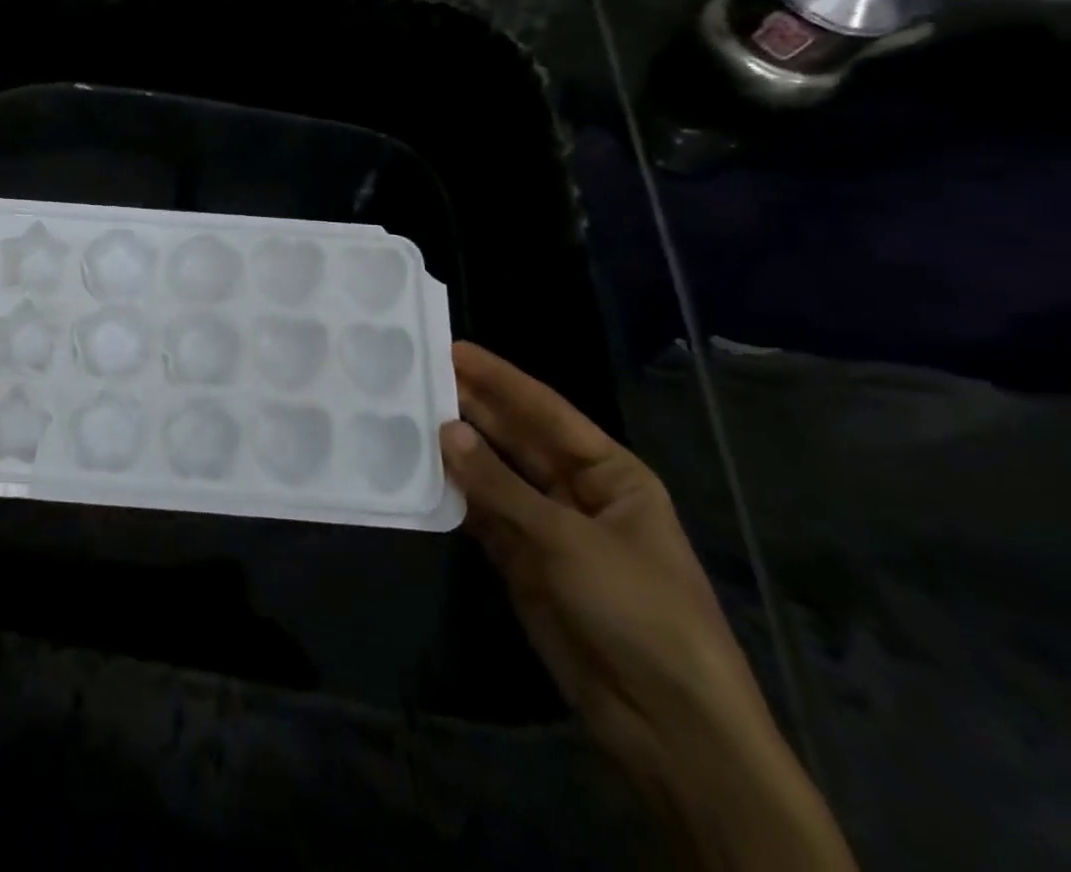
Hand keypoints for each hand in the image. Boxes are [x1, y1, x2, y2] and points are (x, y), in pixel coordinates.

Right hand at [440, 343, 854, 870]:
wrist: (668, 725)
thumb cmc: (638, 611)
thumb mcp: (569, 540)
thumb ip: (500, 485)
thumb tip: (445, 429)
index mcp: (610, 474)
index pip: (546, 411)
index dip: (500, 379)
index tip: (451, 348)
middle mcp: (577, 491)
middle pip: (516, 438)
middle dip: (472, 407)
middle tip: (417, 375)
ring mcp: (548, 528)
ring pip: (494, 475)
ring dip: (457, 450)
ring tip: (406, 414)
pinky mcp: (522, 563)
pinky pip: (481, 516)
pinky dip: (453, 496)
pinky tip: (417, 471)